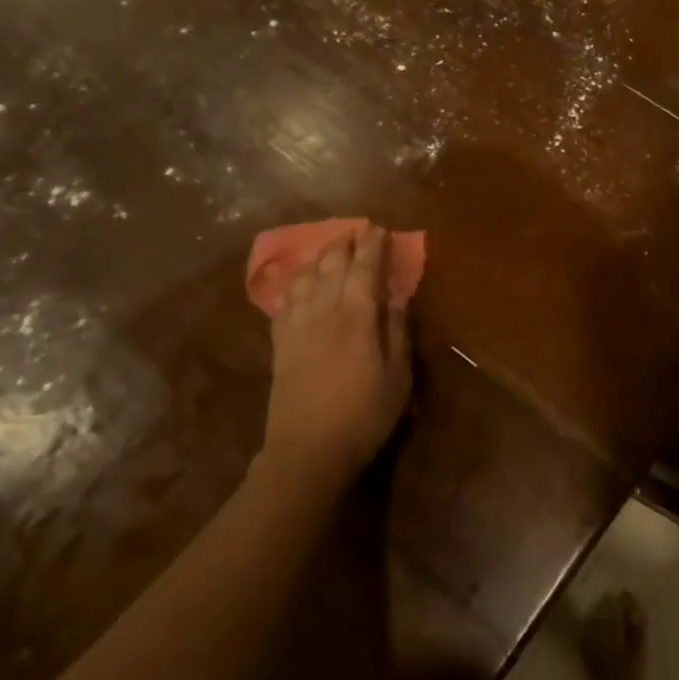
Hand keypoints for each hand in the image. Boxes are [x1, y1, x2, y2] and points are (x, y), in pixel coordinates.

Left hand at [260, 224, 411, 487]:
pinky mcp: (280, 346)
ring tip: (327, 249)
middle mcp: (323, 312)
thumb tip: (397, 295)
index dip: (373, 246)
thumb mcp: (398, 375)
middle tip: (354, 230)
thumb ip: (396, 330)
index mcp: (357, 317)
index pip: (365, 269)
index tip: (380, 228)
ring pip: (304, 280)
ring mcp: (297, 328)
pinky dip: (294, 285)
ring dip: (317, 259)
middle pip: (331, 267)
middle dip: (343, 245)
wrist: (308, 450)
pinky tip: (298, 283)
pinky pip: (284, 303)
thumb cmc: (365, 414)